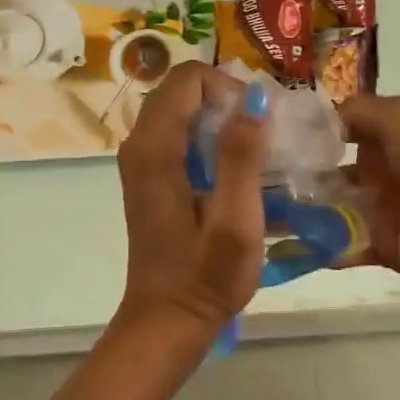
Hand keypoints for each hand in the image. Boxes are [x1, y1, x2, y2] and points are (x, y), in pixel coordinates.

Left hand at [116, 62, 267, 331]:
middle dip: (225, 99)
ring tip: (254, 153)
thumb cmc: (206, 275)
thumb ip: (243, 155)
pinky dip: (208, 138)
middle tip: (261, 134)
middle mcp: (139, 144)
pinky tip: (234, 172)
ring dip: (219, 119)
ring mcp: (141, 161)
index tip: (256, 122)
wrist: (167, 321)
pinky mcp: (149, 177)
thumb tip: (255, 96)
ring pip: (181, 110)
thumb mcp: (236, 219)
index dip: (227, 86)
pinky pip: (178, 134)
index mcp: (155, 147)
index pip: (188, 78)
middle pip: (182, 89)